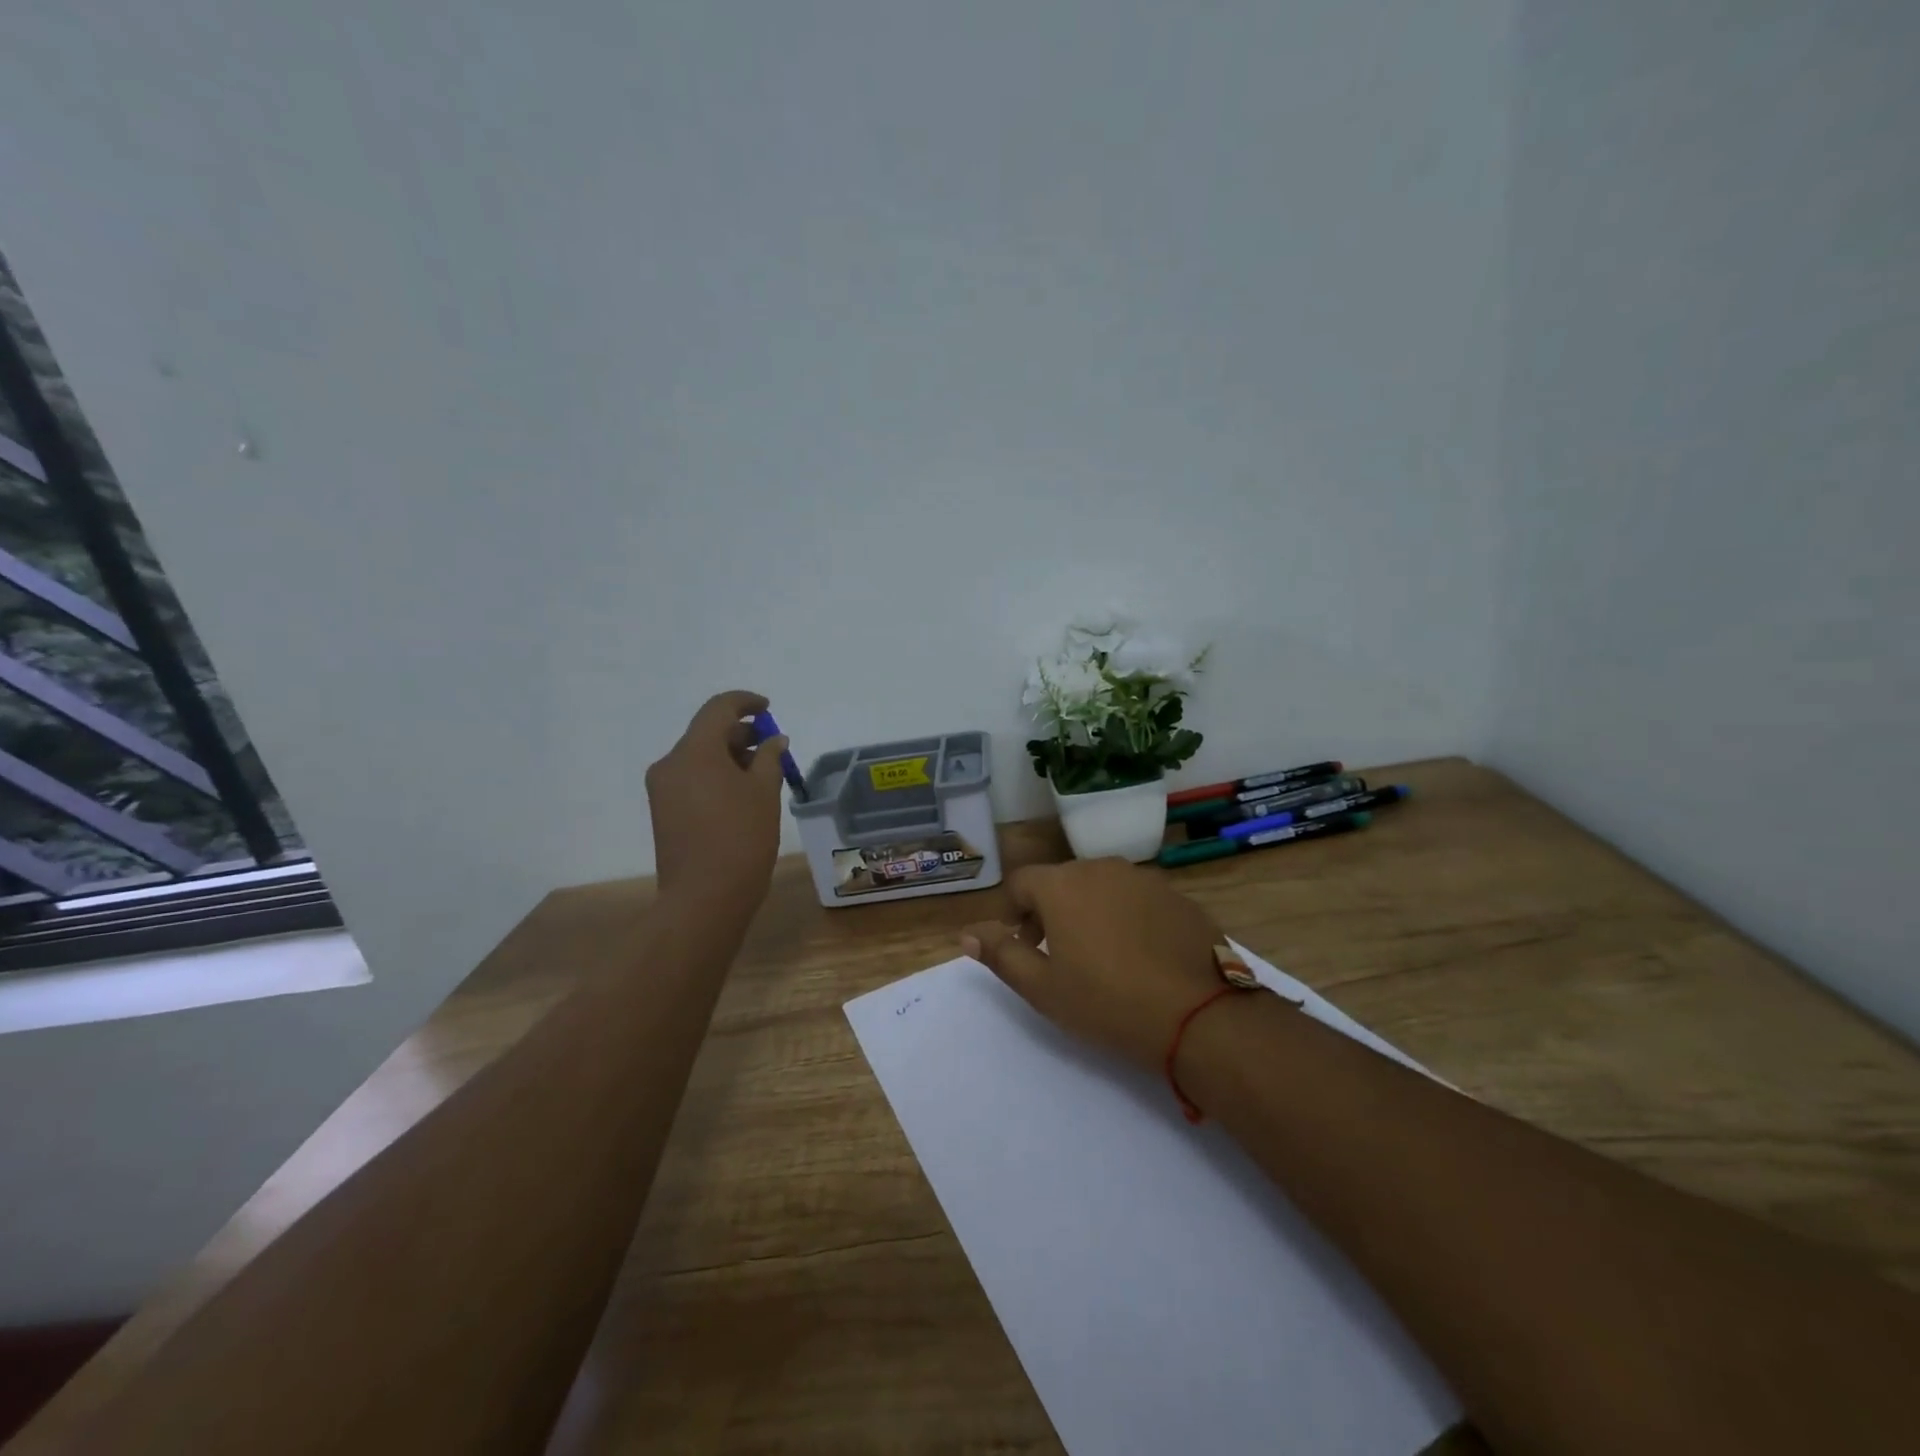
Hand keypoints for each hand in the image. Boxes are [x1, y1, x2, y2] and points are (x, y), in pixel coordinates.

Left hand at [646, 691, 788, 907]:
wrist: (703, 899)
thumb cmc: (741, 839)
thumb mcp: (764, 793)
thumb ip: (770, 758)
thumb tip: (774, 740)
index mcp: (694, 752)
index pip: (718, 709)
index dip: (745, 702)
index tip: (768, 709)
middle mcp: (670, 763)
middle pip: (707, 733)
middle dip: (741, 734)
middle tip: (773, 749)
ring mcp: (662, 789)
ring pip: (699, 757)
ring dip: (730, 757)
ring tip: (763, 775)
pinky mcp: (663, 811)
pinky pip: (692, 779)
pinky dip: (716, 776)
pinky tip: (742, 794)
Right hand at [961, 859, 1225, 1073]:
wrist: (1199, 1013)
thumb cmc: (1107, 1002)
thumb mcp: (1042, 987)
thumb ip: (1000, 954)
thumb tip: (967, 933)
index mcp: (1063, 884)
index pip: (1021, 883)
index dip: (1013, 913)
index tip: (1023, 947)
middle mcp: (1101, 868)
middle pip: (1061, 882)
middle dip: (1049, 912)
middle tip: (1057, 956)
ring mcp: (1144, 878)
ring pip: (1101, 888)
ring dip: (1089, 912)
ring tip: (1100, 957)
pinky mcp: (1177, 895)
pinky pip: (1136, 899)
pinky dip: (1126, 918)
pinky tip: (1140, 956)